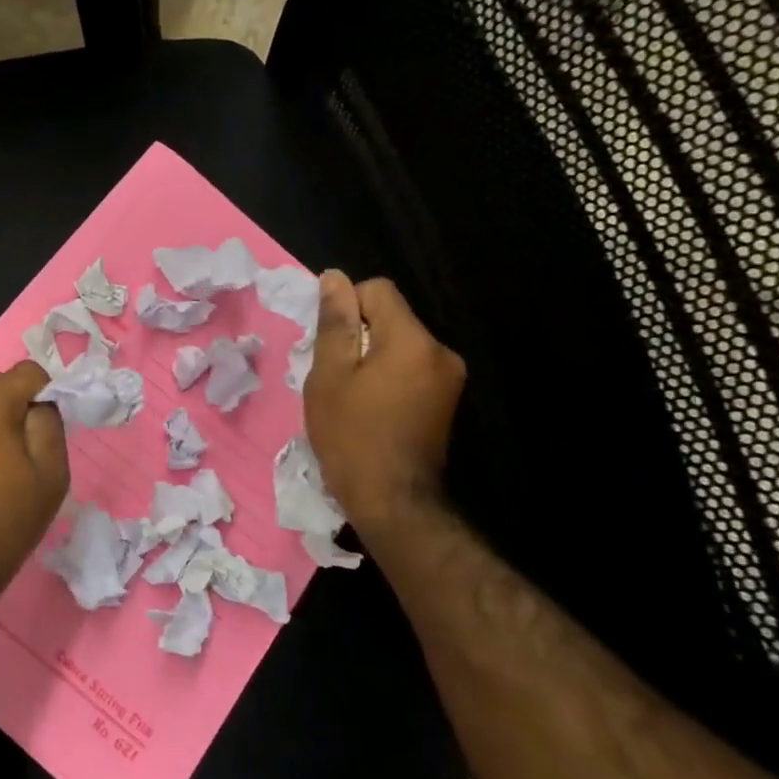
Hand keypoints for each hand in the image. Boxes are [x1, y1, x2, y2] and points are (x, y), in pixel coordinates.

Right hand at [304, 272, 465, 541]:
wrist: (392, 501)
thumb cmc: (351, 436)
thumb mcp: (329, 376)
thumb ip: (335, 324)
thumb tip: (334, 278)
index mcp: (412, 340)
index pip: (378, 291)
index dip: (346, 308)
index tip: (330, 346)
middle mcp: (441, 351)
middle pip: (391, 318)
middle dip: (360, 336)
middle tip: (335, 377)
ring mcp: (449, 378)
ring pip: (400, 344)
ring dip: (373, 358)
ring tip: (352, 397)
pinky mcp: (448, 400)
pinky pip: (412, 368)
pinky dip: (389, 377)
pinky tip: (373, 409)